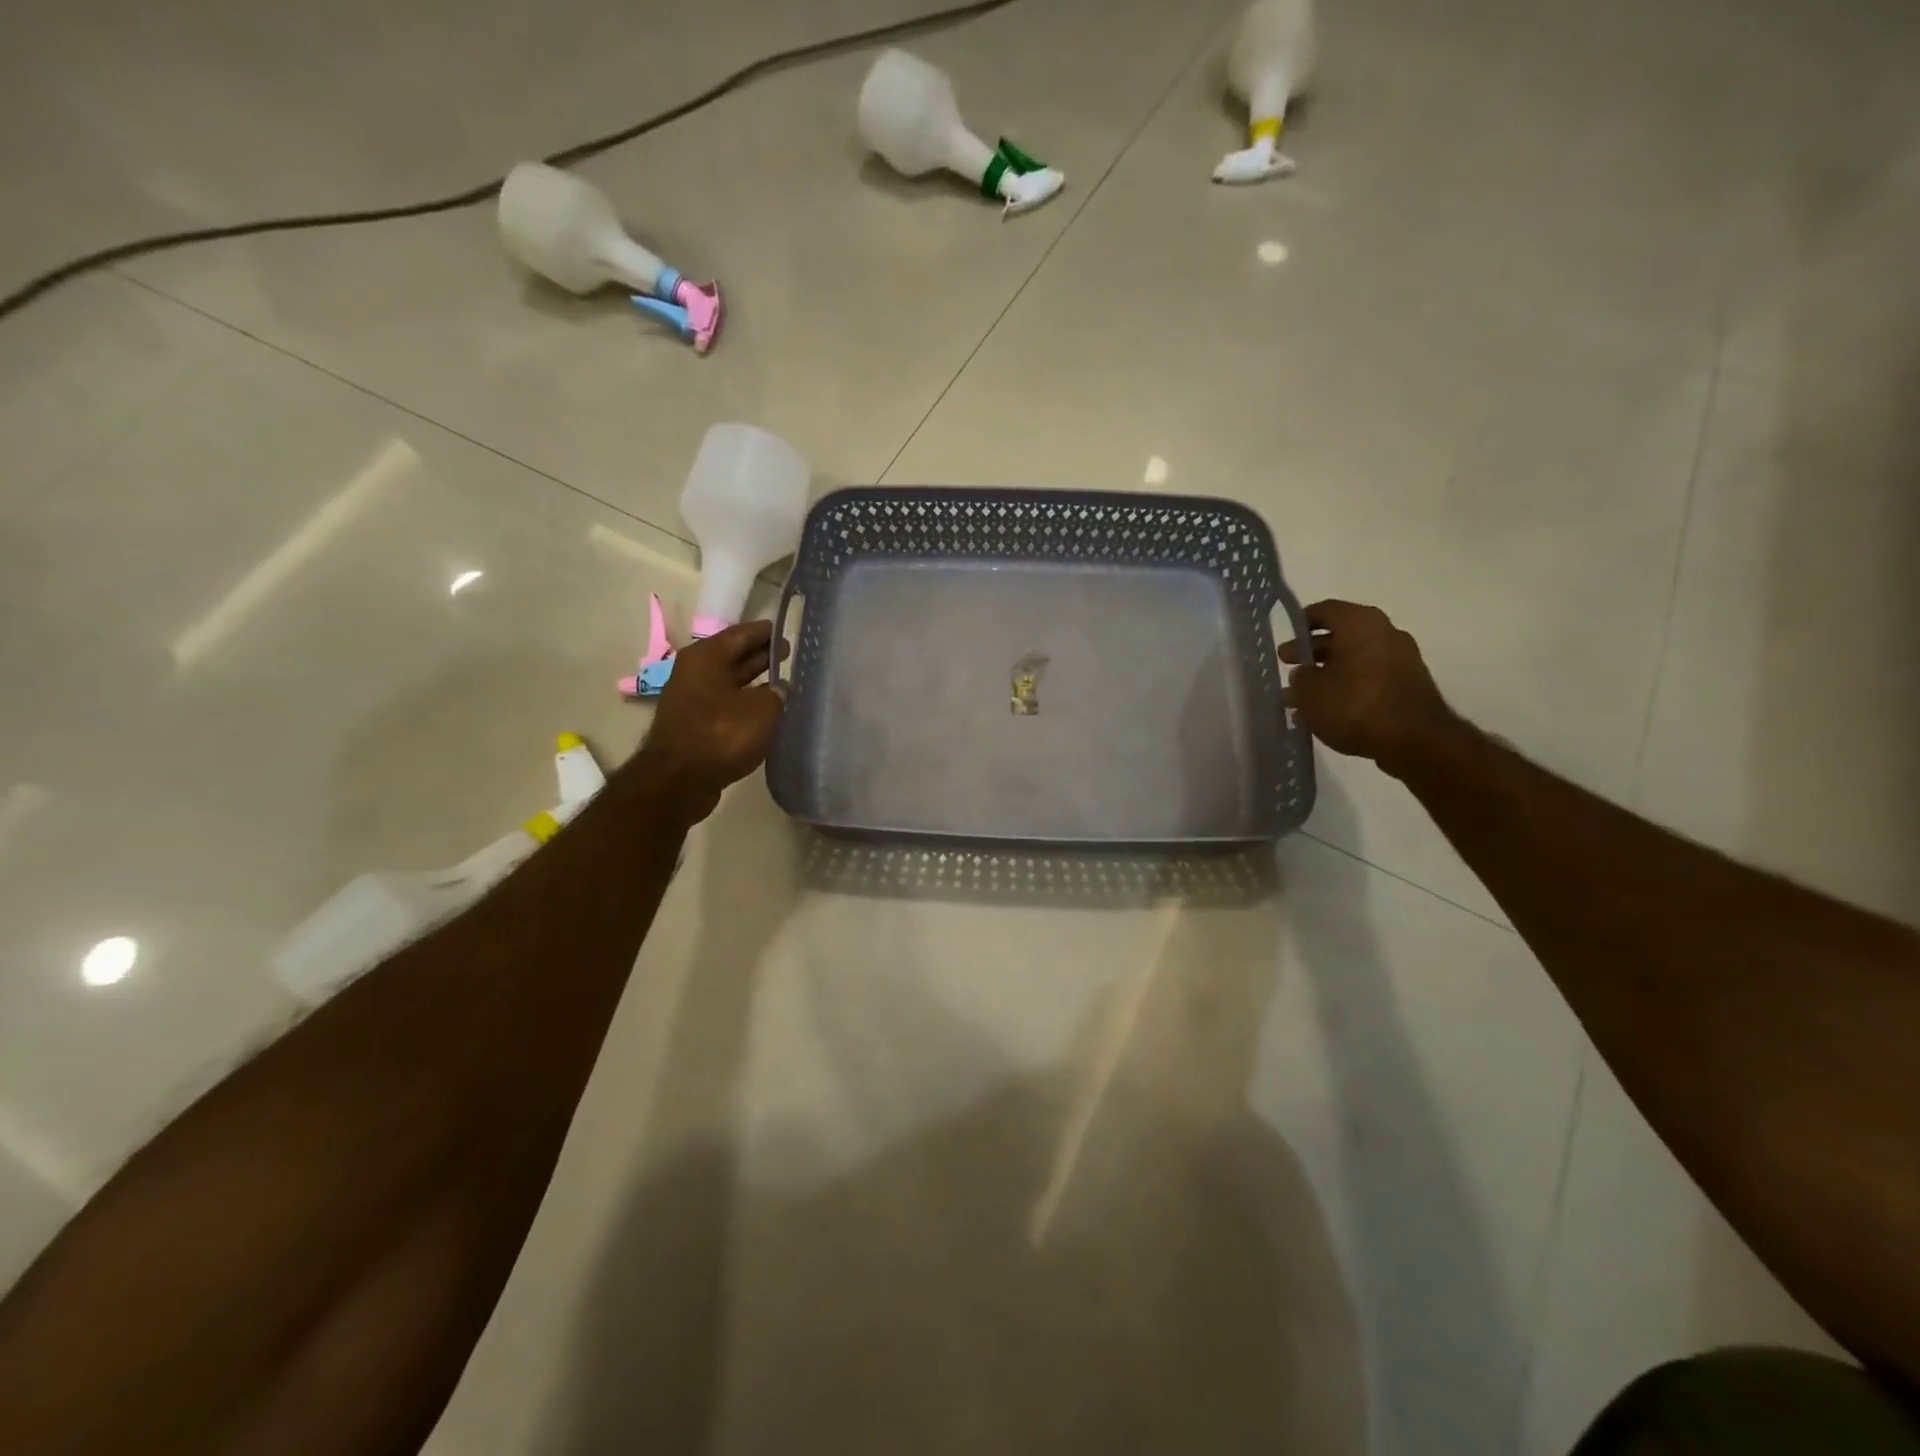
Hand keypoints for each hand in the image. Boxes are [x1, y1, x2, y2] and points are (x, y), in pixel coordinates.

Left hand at [638, 621, 785, 820]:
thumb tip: (779, 689)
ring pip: (729, 682)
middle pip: (733, 656)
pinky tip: (765, 711)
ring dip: (753, 681)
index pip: (742, 634)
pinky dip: (745, 703)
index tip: (785, 631)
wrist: (679, 781)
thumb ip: (777, 694)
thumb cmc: (722, 734)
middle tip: (788, 654)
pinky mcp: (694, 725)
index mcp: (707, 656)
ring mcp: (692, 699)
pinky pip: (725, 704)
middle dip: (760, 655)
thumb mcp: (763, 709)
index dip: (766, 632)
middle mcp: (695, 672)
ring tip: (783, 682)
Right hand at [1279, 600, 1458, 774]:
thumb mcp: (1310, 692)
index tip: (1285, 638)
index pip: (1324, 610)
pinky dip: (1345, 690)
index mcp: (1360, 623)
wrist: (1414, 740)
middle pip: (1339, 637)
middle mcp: (1384, 633)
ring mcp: (1400, 660)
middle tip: (1288, 668)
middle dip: (1311, 654)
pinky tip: (1325, 712)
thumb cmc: (1355, 704)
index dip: (1300, 623)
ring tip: (1300, 699)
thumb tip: (1303, 676)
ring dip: (1326, 676)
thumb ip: (1299, 679)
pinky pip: (1367, 680)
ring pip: (1352, 662)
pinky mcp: (1407, 686)